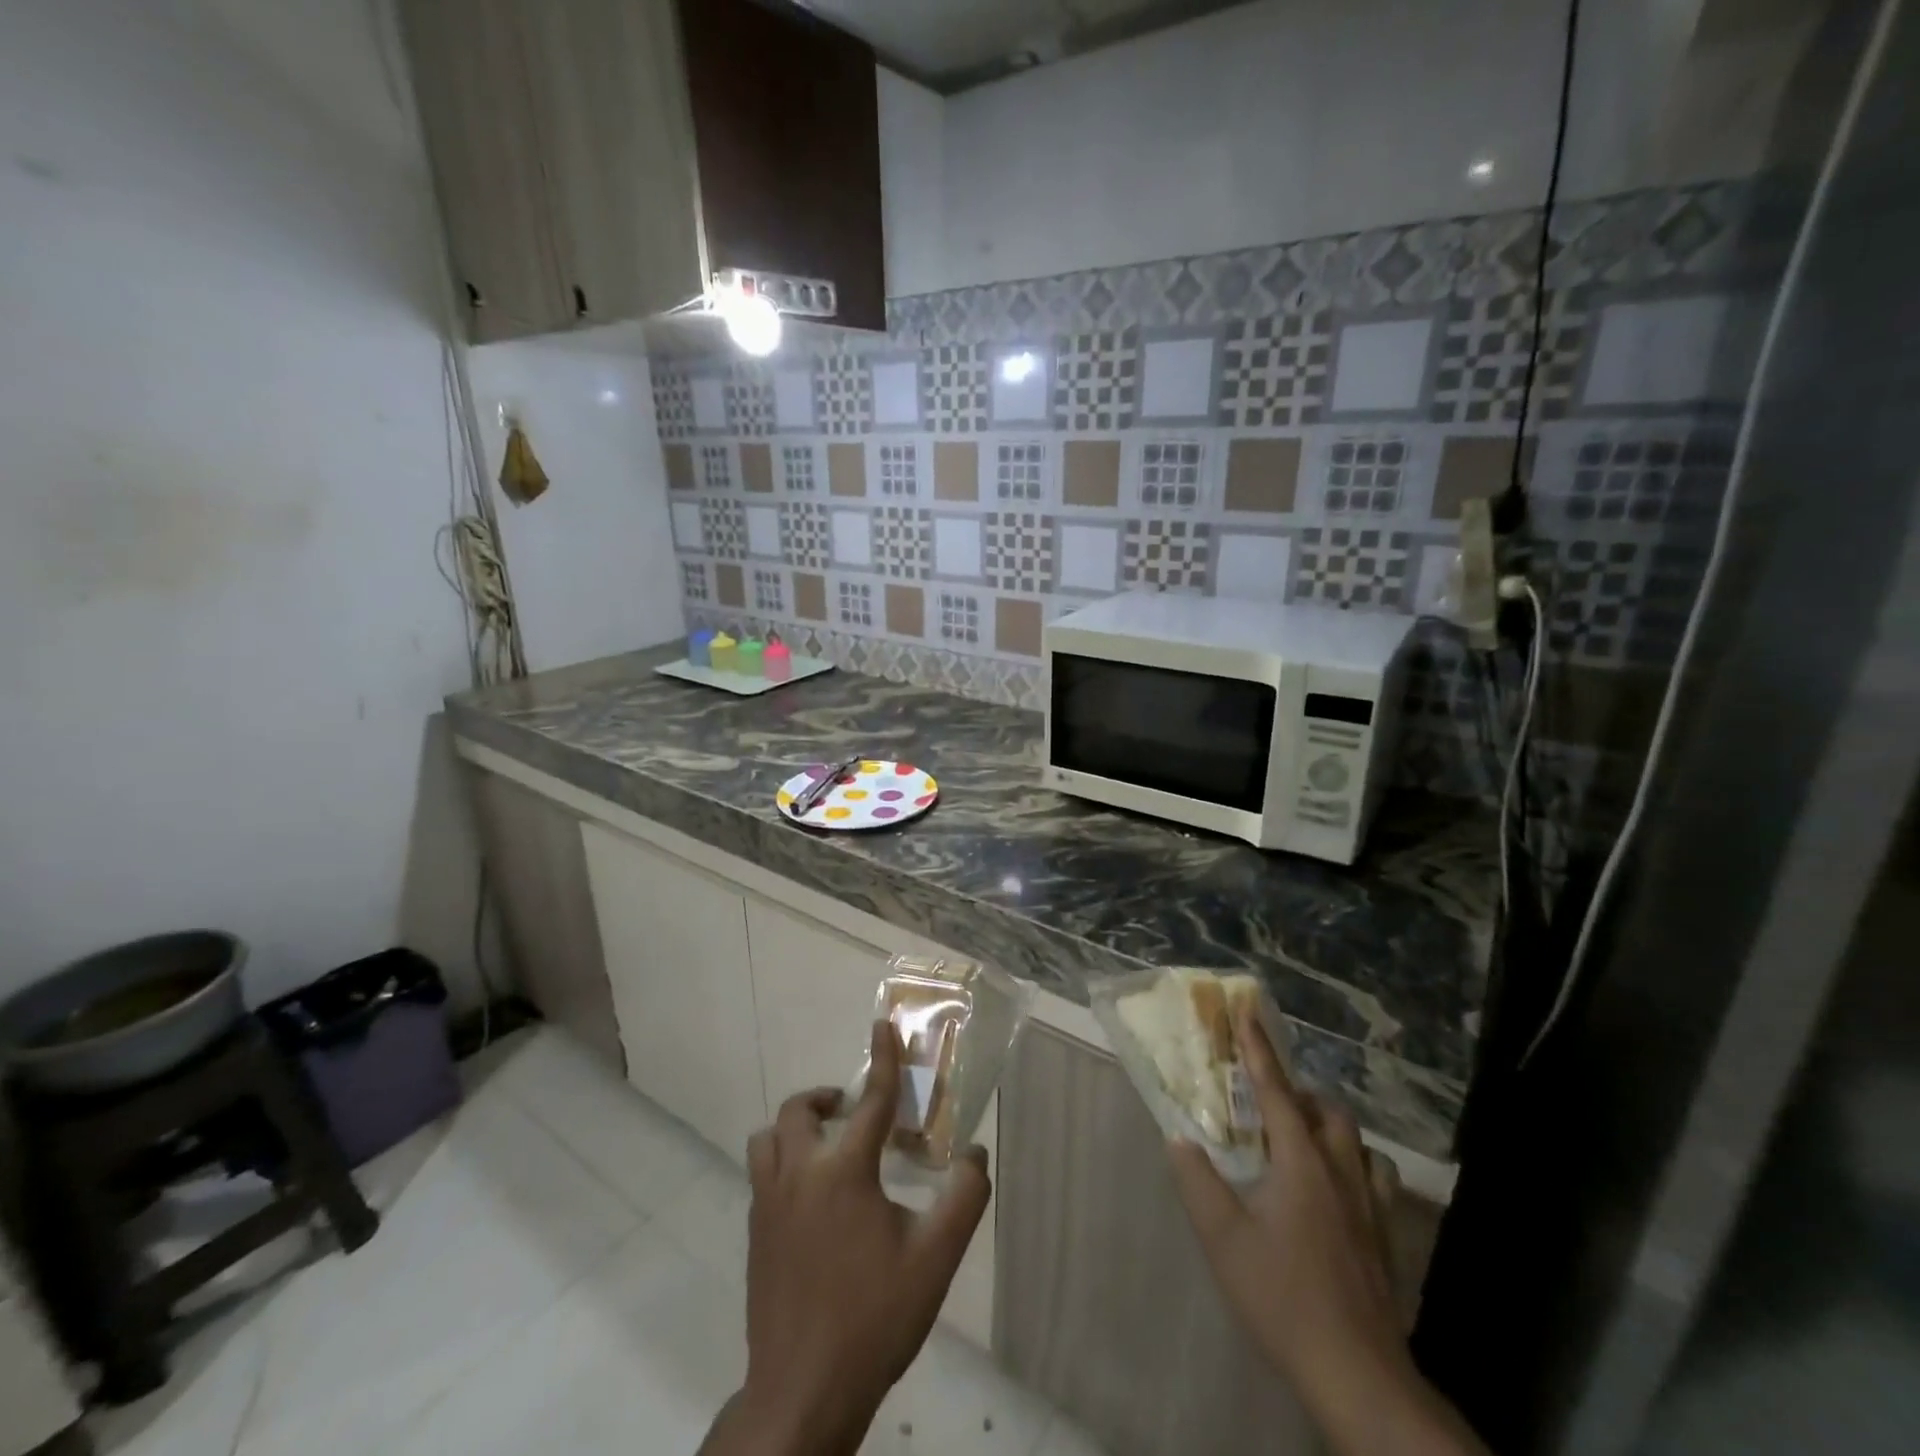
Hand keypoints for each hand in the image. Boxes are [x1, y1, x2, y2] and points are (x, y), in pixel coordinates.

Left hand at [704, 1021, 990, 1455]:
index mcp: (844, 1172)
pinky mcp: (753, 1234)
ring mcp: (767, 1205)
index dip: (882, 1059)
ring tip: (825, 1148)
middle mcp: (799, 1174)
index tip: (882, 1025)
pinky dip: (782, 1164)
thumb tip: (975, 1153)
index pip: (871, 1100)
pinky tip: (809, 1200)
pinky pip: (761, 1175)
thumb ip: (965, 1198)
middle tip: (851, 1112)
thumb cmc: (874, 1317)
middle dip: (825, 1099)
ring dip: (795, 1129)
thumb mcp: (935, 1259)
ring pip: (767, 1139)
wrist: (803, 1391)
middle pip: (799, 1110)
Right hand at [1168, 1006, 1486, 1455]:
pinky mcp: (1384, 1237)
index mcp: (1301, 1164)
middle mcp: (1341, 1172)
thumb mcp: (1223, 1239)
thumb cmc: (1283, 1298)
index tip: (1247, 1011)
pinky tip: (1335, 1189)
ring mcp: (1370, 1206)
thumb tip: (1180, 1137)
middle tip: (1268, 1100)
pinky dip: (1354, 1165)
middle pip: (1329, 1111)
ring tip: (1302, 1138)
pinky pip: (1376, 1178)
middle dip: (1300, 1092)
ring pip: (1358, 1142)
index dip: (1259, 1049)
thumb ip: (1197, 1181)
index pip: (1277, 1090)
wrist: (1357, 1374)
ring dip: (1330, 1126)